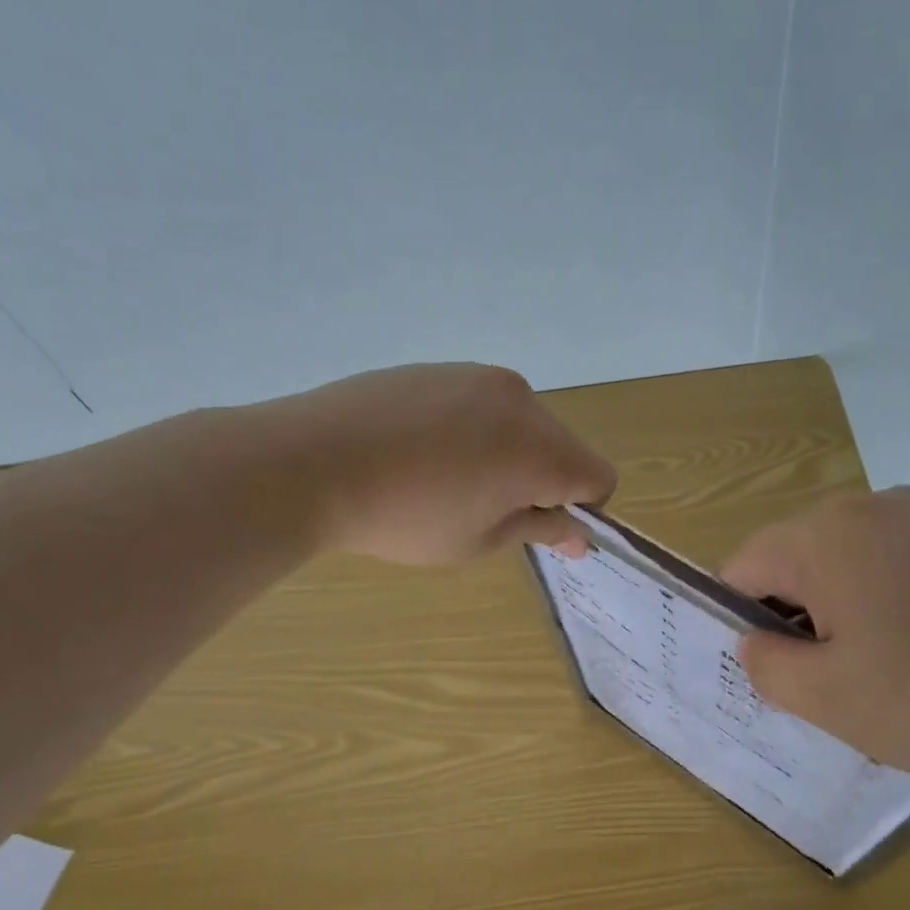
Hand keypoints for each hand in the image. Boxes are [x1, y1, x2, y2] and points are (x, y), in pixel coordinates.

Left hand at [293, 364, 617, 564]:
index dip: (579, 510)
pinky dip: (474, 430)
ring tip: (446, 479)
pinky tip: (421, 451)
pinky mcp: (441, 367)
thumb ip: (539, 531)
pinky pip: (482, 404)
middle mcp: (521, 401)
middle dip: (542, 480)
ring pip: (522, 423)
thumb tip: (579, 535)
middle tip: (484, 510)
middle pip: (562, 446)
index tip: (535, 526)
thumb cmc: (404, 518)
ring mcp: (478, 376)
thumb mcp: (479, 542)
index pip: (598, 477)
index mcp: (540, 448)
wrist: (311, 462)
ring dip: (507, 453)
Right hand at [721, 488, 909, 795]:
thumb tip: (756, 640)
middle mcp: (873, 507)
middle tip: (828, 683)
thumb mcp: (829, 699)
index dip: (741, 622)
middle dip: (796, 618)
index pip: (742, 568)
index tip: (771, 672)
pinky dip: (894, 605)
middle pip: (797, 560)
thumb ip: (766, 665)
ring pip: (851, 564)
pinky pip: (903, 566)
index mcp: (825, 536)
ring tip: (886, 674)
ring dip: (845, 613)